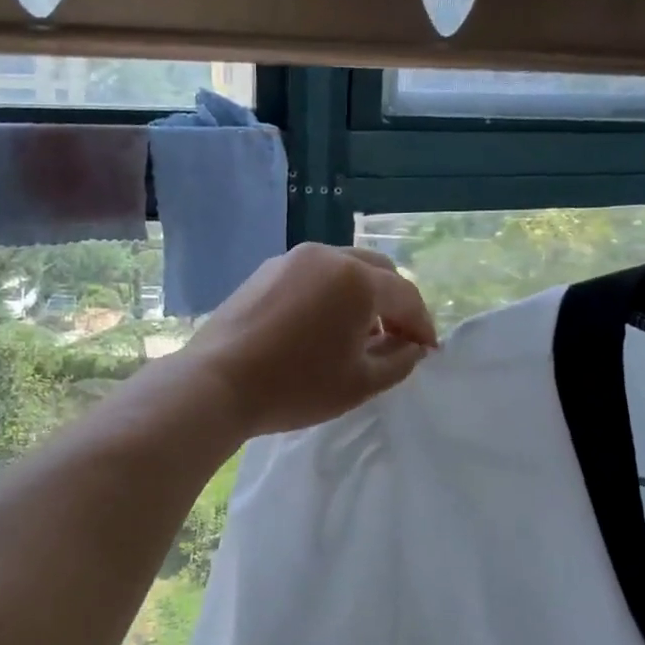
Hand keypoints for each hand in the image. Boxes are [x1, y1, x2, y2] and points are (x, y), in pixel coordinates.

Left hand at [182, 243, 437, 438]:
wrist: (217, 384)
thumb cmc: (295, 387)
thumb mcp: (360, 384)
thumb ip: (399, 361)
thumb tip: (412, 346)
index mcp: (356, 280)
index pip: (405, 296)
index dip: (422, 325)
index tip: (428, 351)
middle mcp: (327, 256)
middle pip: (377, 271)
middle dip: (395, 302)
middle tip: (399, 337)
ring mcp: (291, 260)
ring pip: (344, 268)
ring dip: (363, 295)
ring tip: (361, 332)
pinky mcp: (265, 271)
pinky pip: (313, 275)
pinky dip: (331, 293)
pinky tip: (323, 324)